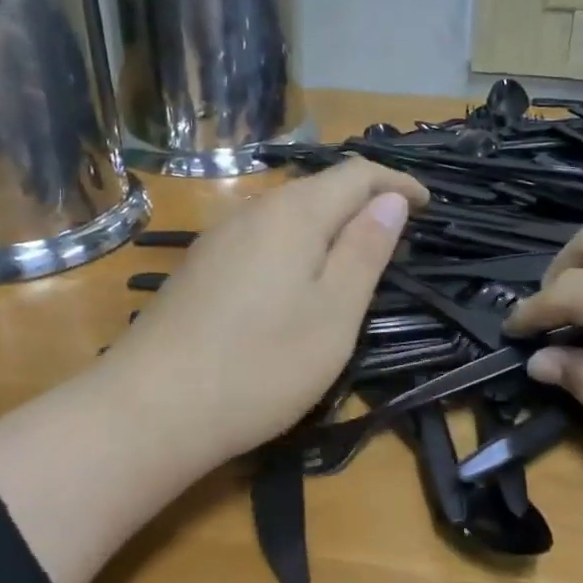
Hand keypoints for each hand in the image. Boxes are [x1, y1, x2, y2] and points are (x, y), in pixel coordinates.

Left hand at [102, 159, 428, 470]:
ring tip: (353, 259)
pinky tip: (295, 281)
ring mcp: (218, 239)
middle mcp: (252, 211)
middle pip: (318, 187)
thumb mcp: (335, 312)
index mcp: (293, 213)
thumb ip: (365, 250)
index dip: (397, 182)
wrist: (152, 408)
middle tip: (396, 237)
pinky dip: (295, 245)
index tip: (430, 206)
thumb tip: (391, 199)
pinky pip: (261, 238)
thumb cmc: (261, 364)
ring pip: (287, 213)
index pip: (356, 173)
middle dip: (363, 201)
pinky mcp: (200, 268)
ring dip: (328, 225)